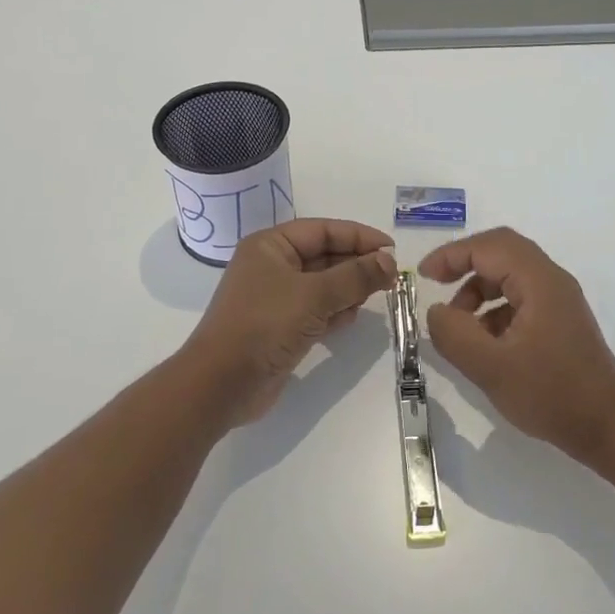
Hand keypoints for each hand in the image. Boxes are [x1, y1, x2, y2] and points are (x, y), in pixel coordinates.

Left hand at [185, 218, 397, 426]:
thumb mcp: (314, 295)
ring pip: (323, 285)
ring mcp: (276, 298)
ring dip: (349, 289)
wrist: (222, 384)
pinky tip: (352, 317)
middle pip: (324, 256)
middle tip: (392, 277)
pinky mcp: (281, 327)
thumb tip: (390, 260)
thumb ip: (355, 276)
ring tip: (376, 296)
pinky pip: (317, 310)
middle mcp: (272, 266)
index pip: (323, 230)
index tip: (392, 249)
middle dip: (357, 264)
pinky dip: (335, 311)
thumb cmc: (265, 325)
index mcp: (271, 246)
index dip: (359, 236)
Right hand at [420, 227, 614, 465]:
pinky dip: (494, 310)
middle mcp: (552, 281)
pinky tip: (484, 343)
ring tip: (459, 326)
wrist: (608, 429)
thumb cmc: (551, 395)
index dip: (452, 255)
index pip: (489, 246)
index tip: (424, 276)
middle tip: (436, 285)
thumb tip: (436, 311)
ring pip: (510, 276)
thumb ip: (454, 334)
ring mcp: (559, 301)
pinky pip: (520, 298)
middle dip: (464, 264)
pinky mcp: (559, 322)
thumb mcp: (491, 368)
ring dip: (478, 290)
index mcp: (540, 282)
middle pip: (501, 252)